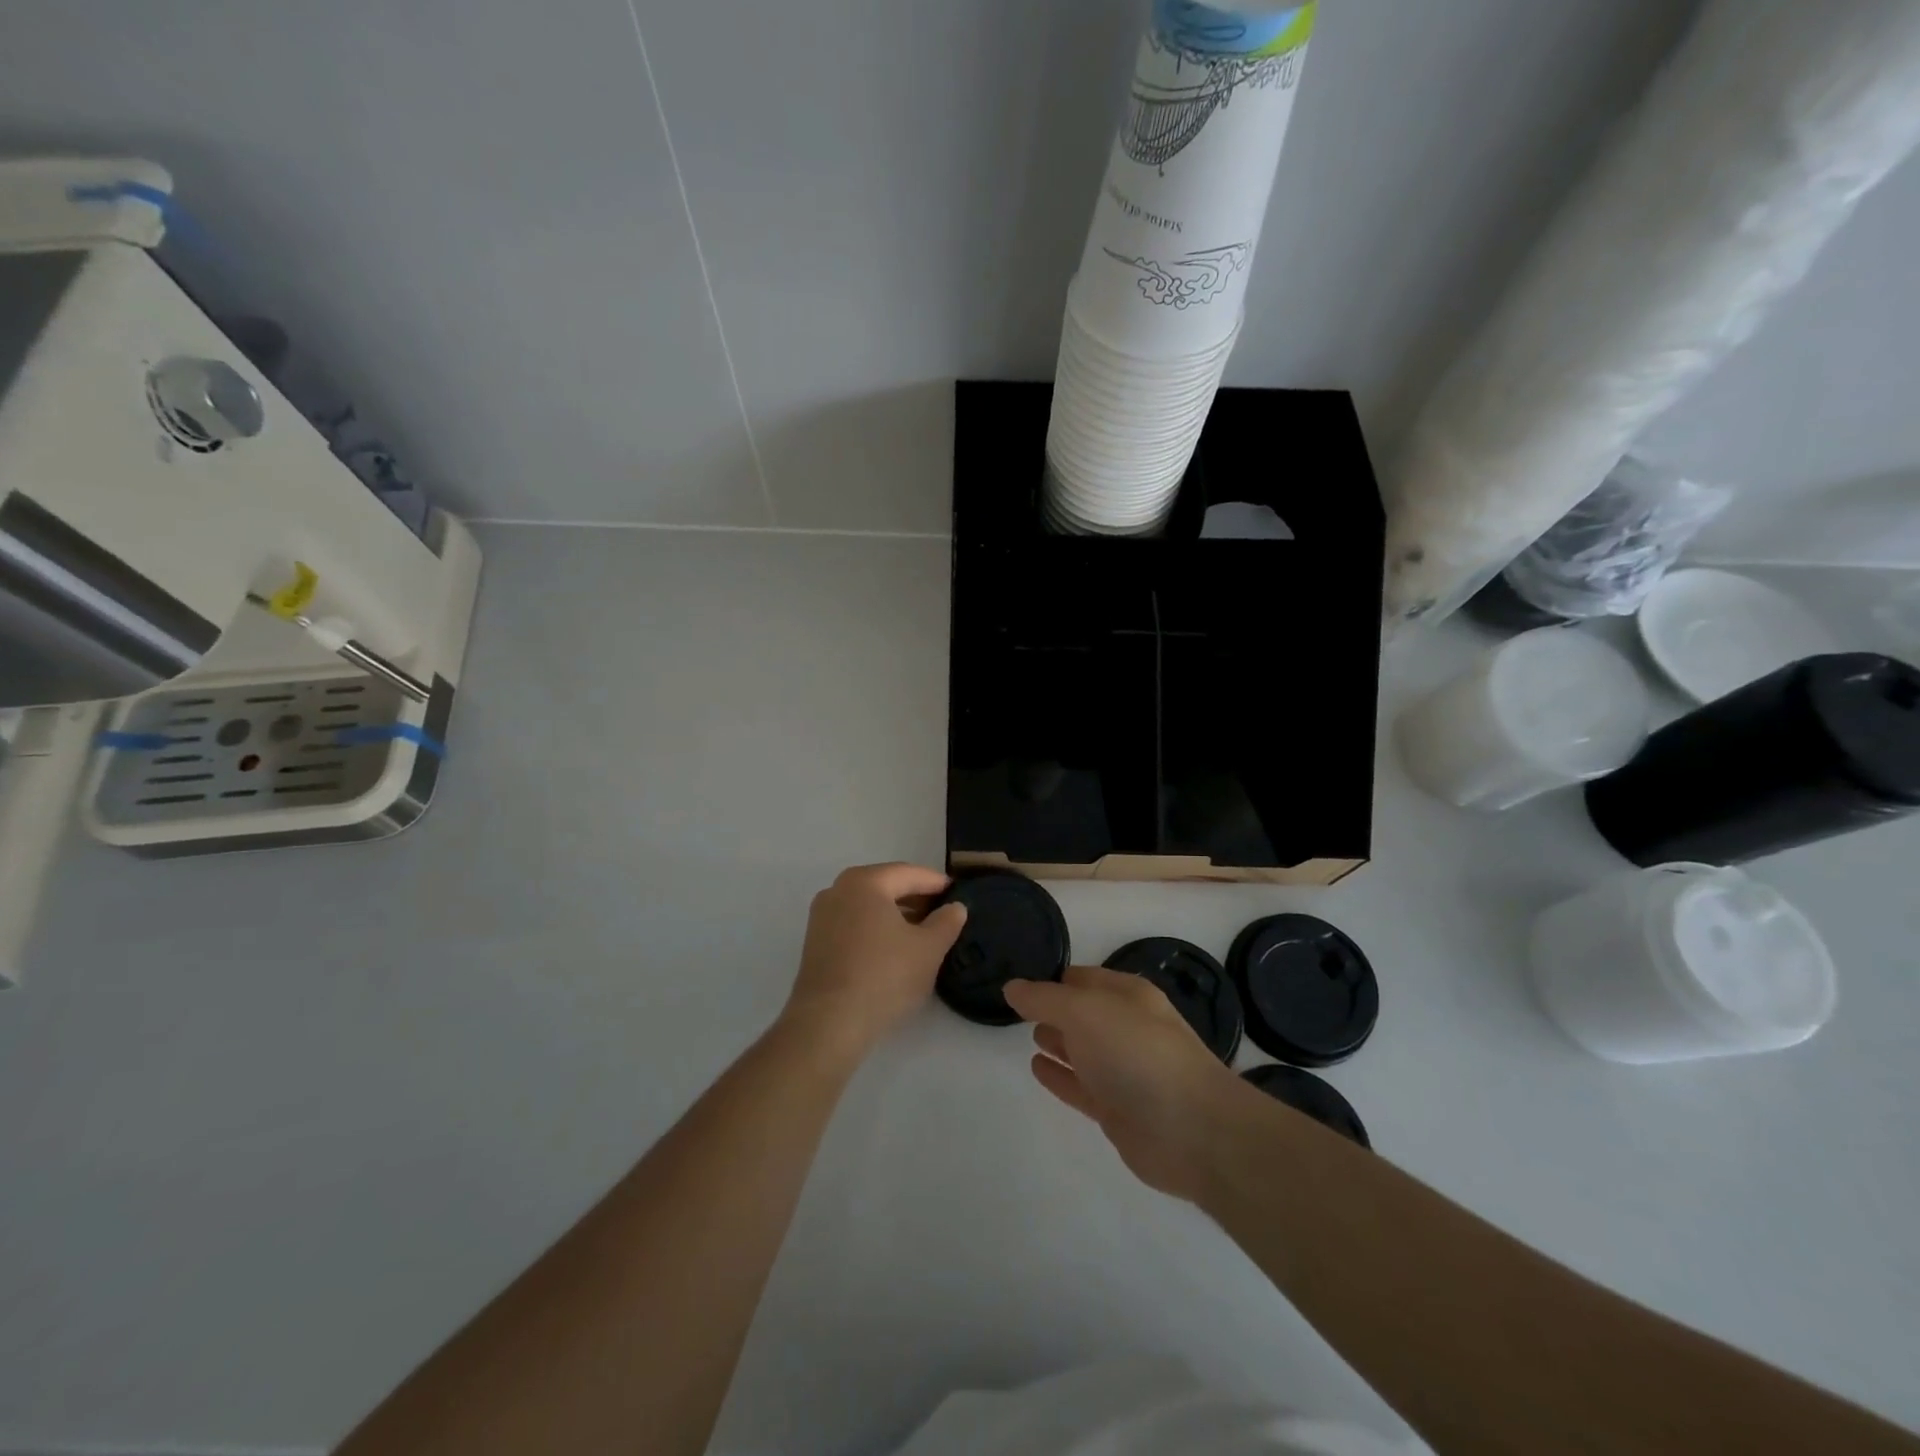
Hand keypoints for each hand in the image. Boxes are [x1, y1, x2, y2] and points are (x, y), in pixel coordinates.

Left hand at [782, 863, 966, 1061]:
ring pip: (868, 906)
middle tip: (944, 913)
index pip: (909, 873)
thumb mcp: (929, 949)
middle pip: (886, 886)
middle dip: (916, 898)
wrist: (829, 1023)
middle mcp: (837, 890)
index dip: (937, 883)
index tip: (959, 893)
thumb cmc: (884, 976)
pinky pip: (854, 923)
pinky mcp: (815, 943)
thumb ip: (947, 922)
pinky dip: (876, 928)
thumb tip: (955, 907)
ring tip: (923, 932)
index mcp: (864, 882)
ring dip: (896, 914)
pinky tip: (894, 949)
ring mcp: (822, 916)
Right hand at [1005, 965, 1246, 1201]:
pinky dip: (1059, 1076)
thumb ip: (1044, 999)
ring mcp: (1124, 1071)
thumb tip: (1012, 987)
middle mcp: (1127, 1028)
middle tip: (1017, 1008)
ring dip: (1057, 1041)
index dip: (1053, 979)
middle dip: (1055, 1009)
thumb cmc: (1137, 1052)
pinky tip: (1036, 1067)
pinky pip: (1080, 1086)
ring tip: (1027, 1035)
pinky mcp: (1118, 1110)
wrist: (1191, 1129)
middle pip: (1083, 1013)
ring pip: (1082, 1050)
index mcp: (1127, 995)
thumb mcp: (1084, 1010)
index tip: (1020, 982)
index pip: (1083, 978)